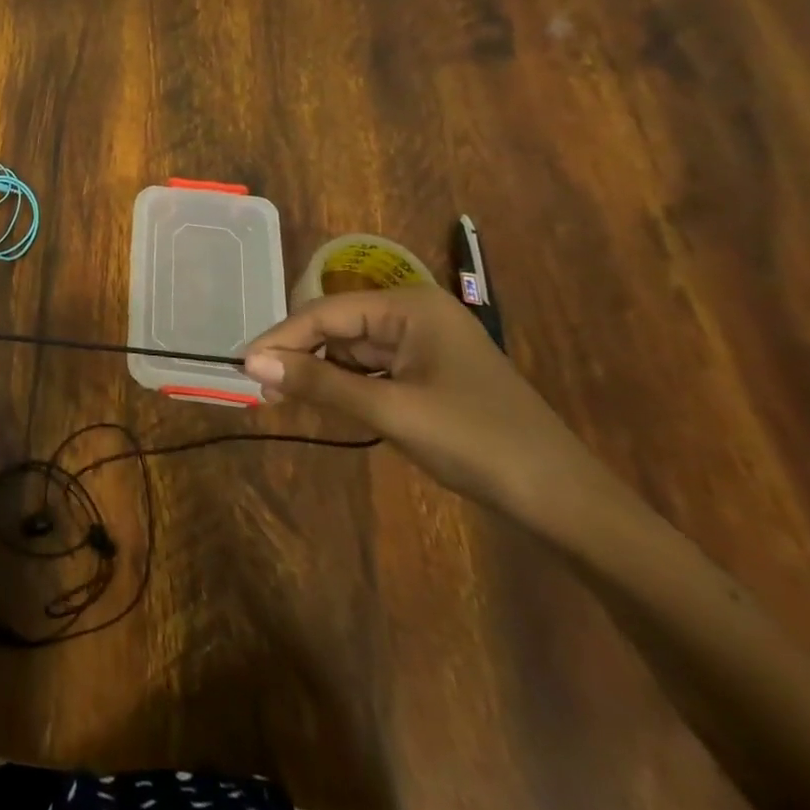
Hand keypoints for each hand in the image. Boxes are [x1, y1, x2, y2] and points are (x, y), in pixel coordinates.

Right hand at [243, 285, 608, 521]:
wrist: (567, 503)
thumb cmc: (478, 443)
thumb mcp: (391, 411)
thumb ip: (320, 384)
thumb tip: (251, 364)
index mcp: (410, 306)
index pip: (326, 312)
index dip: (282, 338)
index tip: (243, 365)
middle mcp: (415, 314)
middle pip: (338, 327)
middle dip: (299, 355)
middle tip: (260, 389)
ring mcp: (425, 345)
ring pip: (353, 349)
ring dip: (319, 372)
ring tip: (282, 399)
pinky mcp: (431, 375)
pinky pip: (374, 370)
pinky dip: (346, 386)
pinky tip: (324, 403)